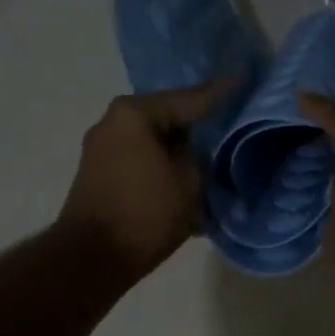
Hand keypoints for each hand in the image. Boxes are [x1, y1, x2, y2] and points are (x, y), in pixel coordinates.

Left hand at [59, 81, 228, 282]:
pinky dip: (162, 166)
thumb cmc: (146, 214)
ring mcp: (101, 148)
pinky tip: (184, 177)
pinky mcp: (99, 173)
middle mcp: (112, 122)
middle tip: (228, 121)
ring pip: (152, 141)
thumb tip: (194, 150)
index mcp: (134, 113)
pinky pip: (140, 159)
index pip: (188, 99)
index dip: (219, 93)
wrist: (92, 257)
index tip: (241, 78)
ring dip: (178, 150)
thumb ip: (198, 155)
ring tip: (210, 156)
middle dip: (195, 124)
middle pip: (166, 117)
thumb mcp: (189, 181)